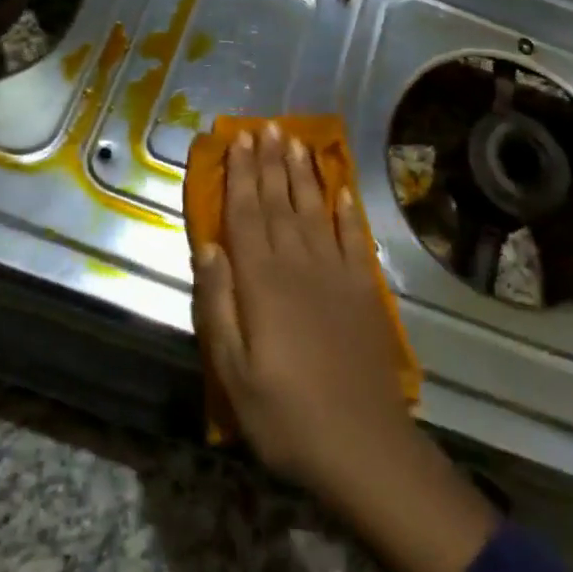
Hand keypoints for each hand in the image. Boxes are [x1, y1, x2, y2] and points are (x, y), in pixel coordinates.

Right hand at [192, 125, 497, 571]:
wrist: (362, 445)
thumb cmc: (285, 416)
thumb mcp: (232, 373)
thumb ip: (218, 305)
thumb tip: (208, 247)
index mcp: (262, 283)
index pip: (246, 215)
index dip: (240, 175)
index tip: (237, 141)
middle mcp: (299, 265)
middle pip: (279, 202)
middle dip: (270, 162)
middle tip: (265, 126)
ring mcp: (336, 274)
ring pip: (314, 211)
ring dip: (303, 174)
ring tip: (295, 141)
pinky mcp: (364, 290)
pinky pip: (354, 239)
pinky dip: (347, 211)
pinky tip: (342, 189)